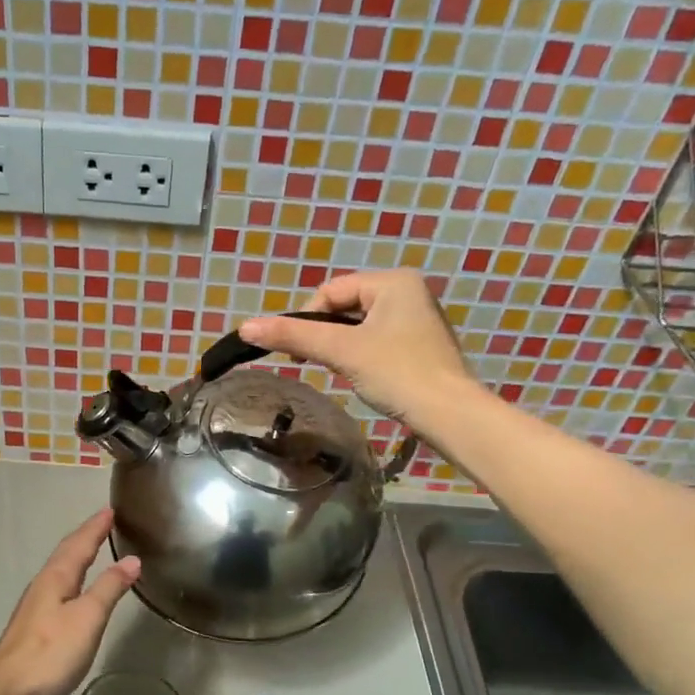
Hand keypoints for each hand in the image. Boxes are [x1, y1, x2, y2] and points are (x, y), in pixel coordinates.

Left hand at [0, 509, 140, 694]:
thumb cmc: (50, 653)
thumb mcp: (88, 618)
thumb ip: (109, 588)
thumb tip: (132, 560)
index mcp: (56, 578)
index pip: (80, 543)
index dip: (96, 526)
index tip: (111, 509)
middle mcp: (43, 585)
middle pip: (66, 553)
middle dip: (86, 536)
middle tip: (105, 522)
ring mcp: (35, 607)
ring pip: (60, 571)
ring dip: (78, 556)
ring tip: (94, 548)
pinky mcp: (34, 627)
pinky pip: (58, 588)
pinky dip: (73, 578)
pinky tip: (76, 590)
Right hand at [239, 270, 474, 424]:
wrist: (449, 414)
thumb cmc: (397, 373)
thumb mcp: (341, 351)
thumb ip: (293, 336)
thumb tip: (245, 328)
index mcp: (393, 281)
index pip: (330, 290)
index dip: (305, 318)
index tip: (296, 353)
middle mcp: (408, 291)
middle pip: (344, 306)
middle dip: (323, 333)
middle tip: (311, 363)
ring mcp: (417, 318)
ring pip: (359, 324)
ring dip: (339, 345)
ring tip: (335, 370)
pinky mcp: (419, 344)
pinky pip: (376, 339)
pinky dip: (359, 353)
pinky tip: (359, 374)